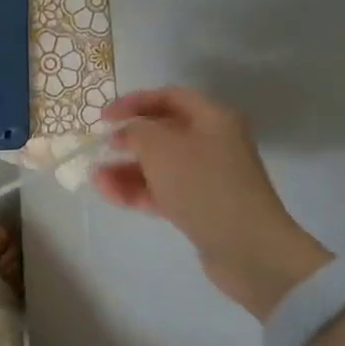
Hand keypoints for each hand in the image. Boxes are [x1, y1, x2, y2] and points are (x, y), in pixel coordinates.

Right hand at [92, 87, 330, 320]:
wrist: (247, 249)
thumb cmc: (203, 185)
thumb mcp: (161, 147)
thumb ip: (136, 131)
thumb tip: (126, 133)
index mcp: (212, 119)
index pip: (169, 97)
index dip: (134, 102)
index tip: (104, 117)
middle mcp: (213, 143)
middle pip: (162, 132)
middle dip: (127, 140)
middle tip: (102, 148)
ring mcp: (207, 177)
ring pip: (158, 165)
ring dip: (125, 170)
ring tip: (96, 179)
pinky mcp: (201, 206)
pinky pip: (162, 191)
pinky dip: (136, 191)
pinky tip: (110, 194)